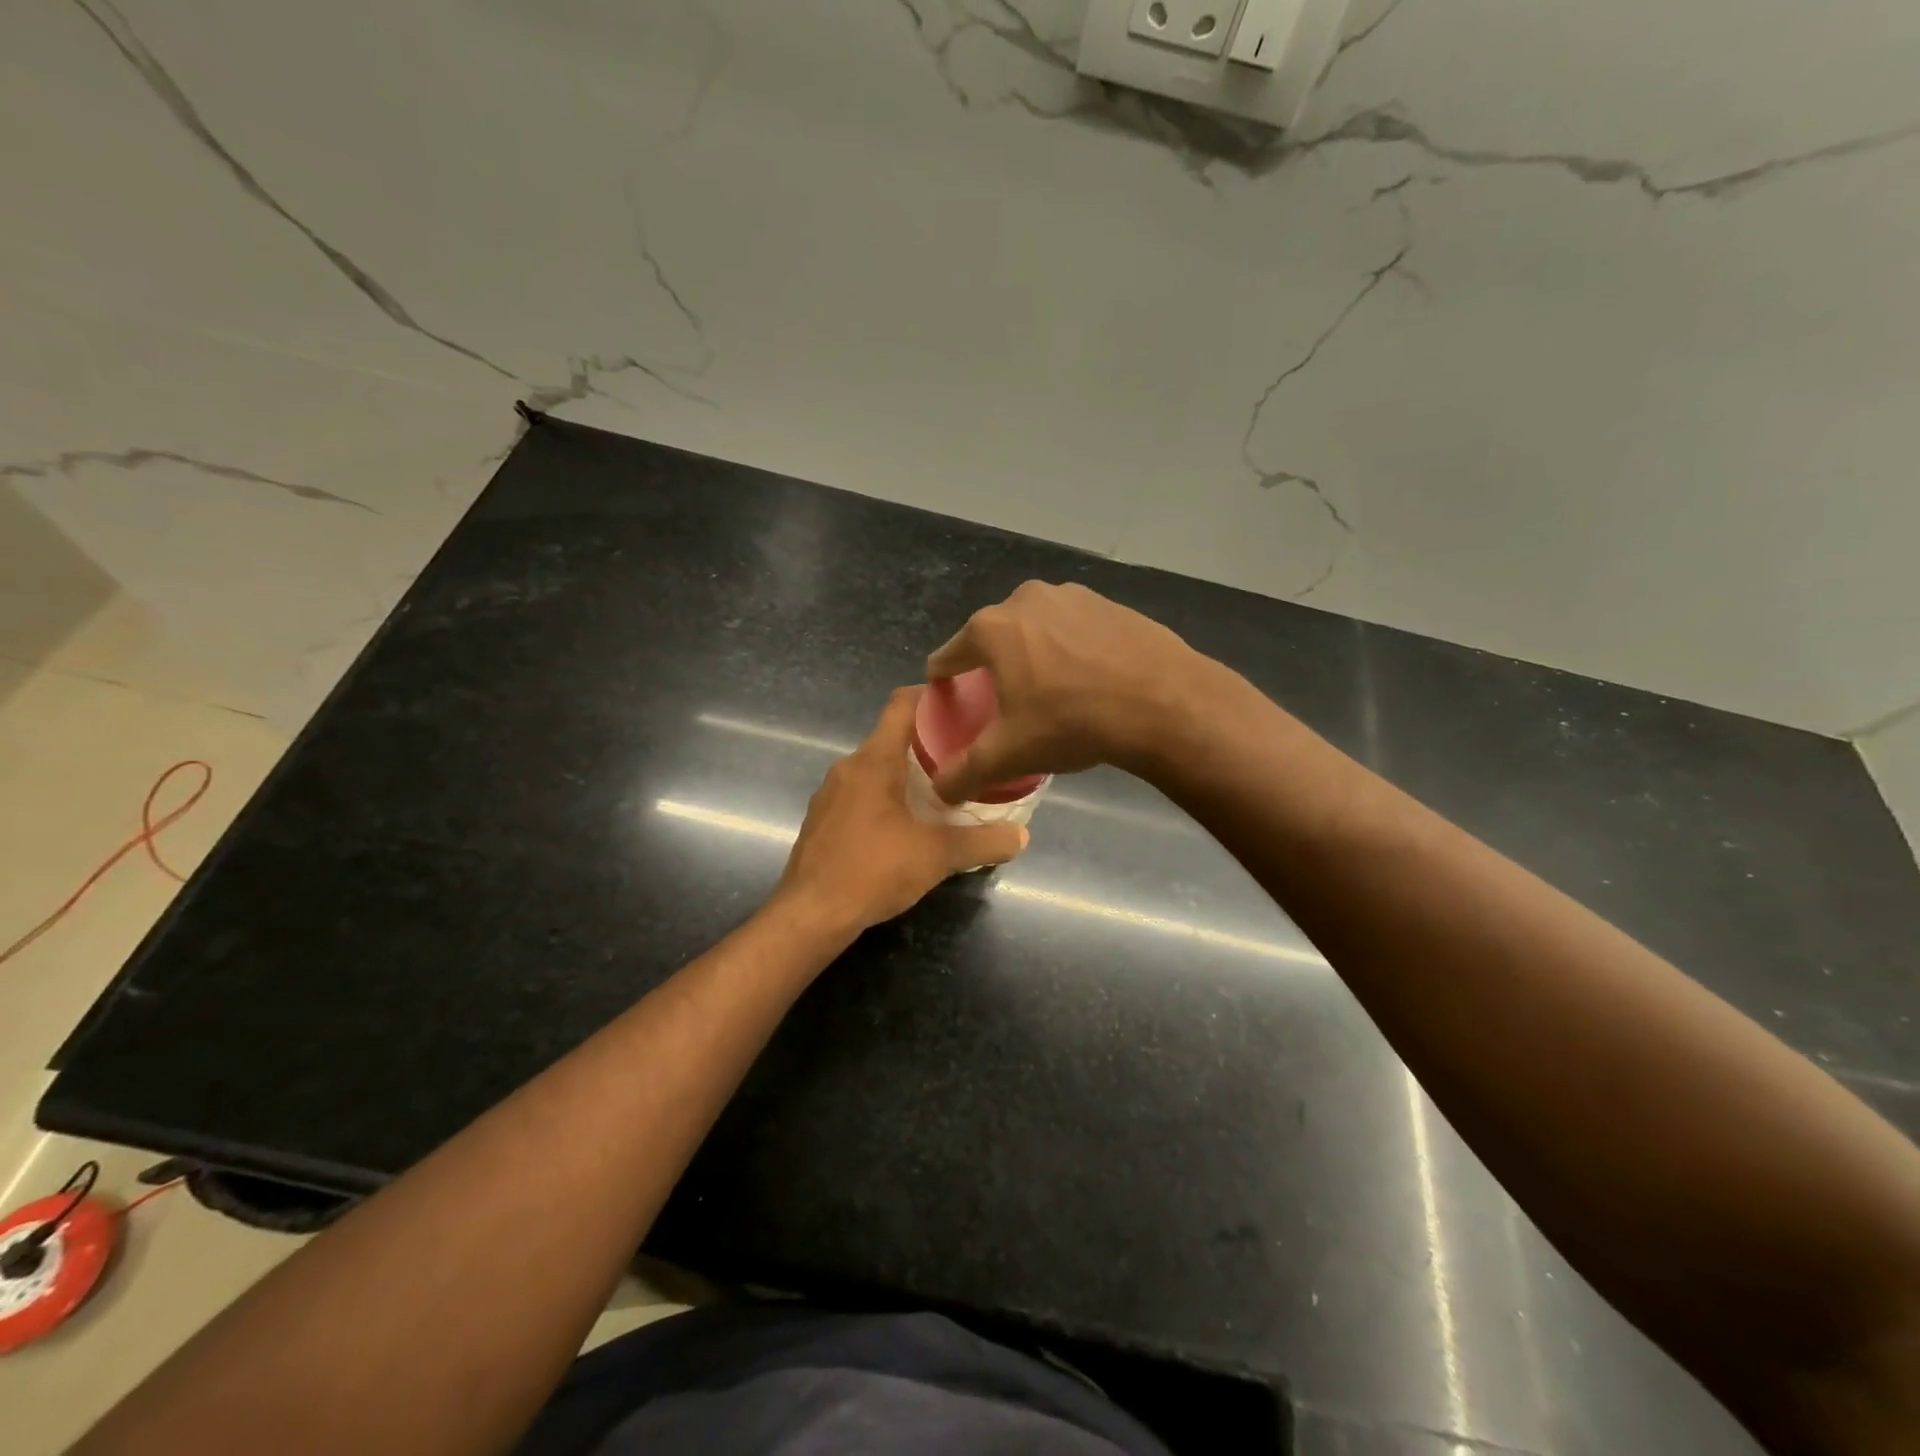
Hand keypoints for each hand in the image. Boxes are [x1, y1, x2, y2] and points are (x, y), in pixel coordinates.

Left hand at [775, 687, 1028, 931]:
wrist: (810, 915)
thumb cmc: (873, 871)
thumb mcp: (937, 856)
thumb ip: (982, 843)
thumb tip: (1022, 836)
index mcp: (874, 761)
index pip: (901, 704)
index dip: (931, 696)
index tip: (962, 703)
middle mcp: (848, 767)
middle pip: (891, 737)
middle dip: (928, 742)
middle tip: (965, 754)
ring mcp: (830, 794)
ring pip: (875, 768)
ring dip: (906, 773)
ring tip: (942, 789)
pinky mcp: (823, 819)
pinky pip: (860, 793)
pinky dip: (885, 796)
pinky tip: (906, 823)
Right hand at [924, 581, 1207, 802]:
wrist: (1163, 702)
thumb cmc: (1072, 722)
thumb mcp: (1009, 755)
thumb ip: (964, 773)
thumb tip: (940, 791)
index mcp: (991, 628)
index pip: (947, 656)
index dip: (944, 683)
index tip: (952, 703)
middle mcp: (1025, 599)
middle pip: (992, 639)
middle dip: (992, 668)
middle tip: (1006, 706)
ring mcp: (1071, 595)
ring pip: (1035, 630)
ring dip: (1033, 655)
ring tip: (1050, 693)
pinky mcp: (1109, 603)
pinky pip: (1073, 629)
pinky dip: (1071, 649)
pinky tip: (1088, 680)